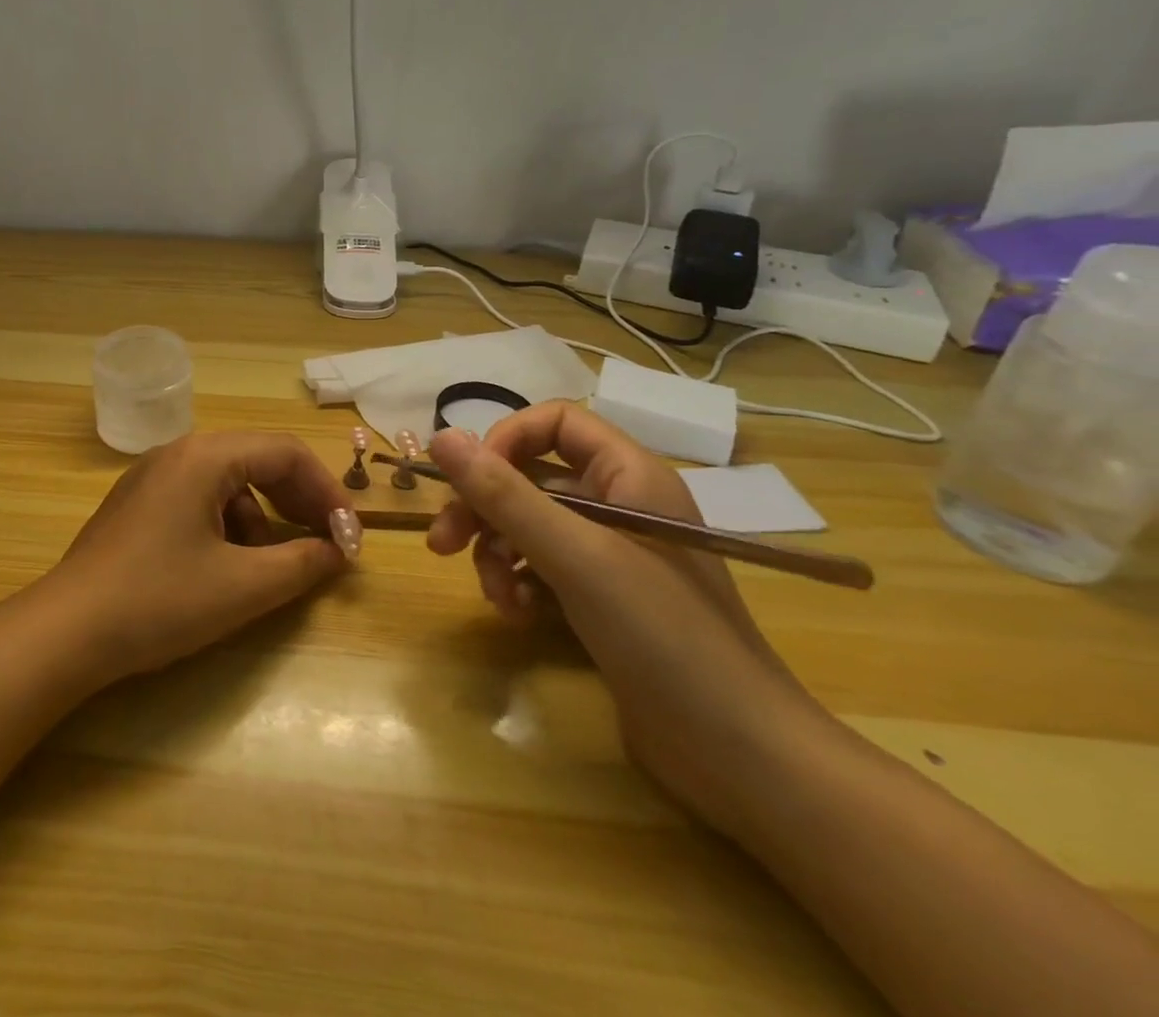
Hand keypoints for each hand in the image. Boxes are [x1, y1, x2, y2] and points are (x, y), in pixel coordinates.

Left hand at [39, 433, 360, 680]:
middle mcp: (178, 453)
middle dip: (297, 503)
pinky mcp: (138, 504)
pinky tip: (225, 569)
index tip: (349, 537)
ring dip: (261, 521)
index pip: (285, 453)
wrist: (66, 631)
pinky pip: (199, 500)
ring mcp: (152, 477)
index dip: (326, 492)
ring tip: (269, 569)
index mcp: (205, 456)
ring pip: (228, 484)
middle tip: (326, 546)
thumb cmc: (159, 601)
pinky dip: (227, 527)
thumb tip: (337, 551)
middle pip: (257, 462)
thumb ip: (301, 564)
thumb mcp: (242, 587)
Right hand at [427, 405, 832, 829]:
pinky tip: (516, 615)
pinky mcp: (602, 599)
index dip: (505, 440)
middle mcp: (619, 504)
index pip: (554, 422)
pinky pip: (541, 567)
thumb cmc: (662, 635)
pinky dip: (518, 584)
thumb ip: (504, 495)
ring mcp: (612, 555)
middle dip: (484, 508)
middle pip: (530, 477)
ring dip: (497, 553)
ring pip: (529, 525)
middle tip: (442, 543)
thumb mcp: (575, 557)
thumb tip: (440, 436)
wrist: (740, 757)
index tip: (469, 481)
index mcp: (629, 475)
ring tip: (495, 597)